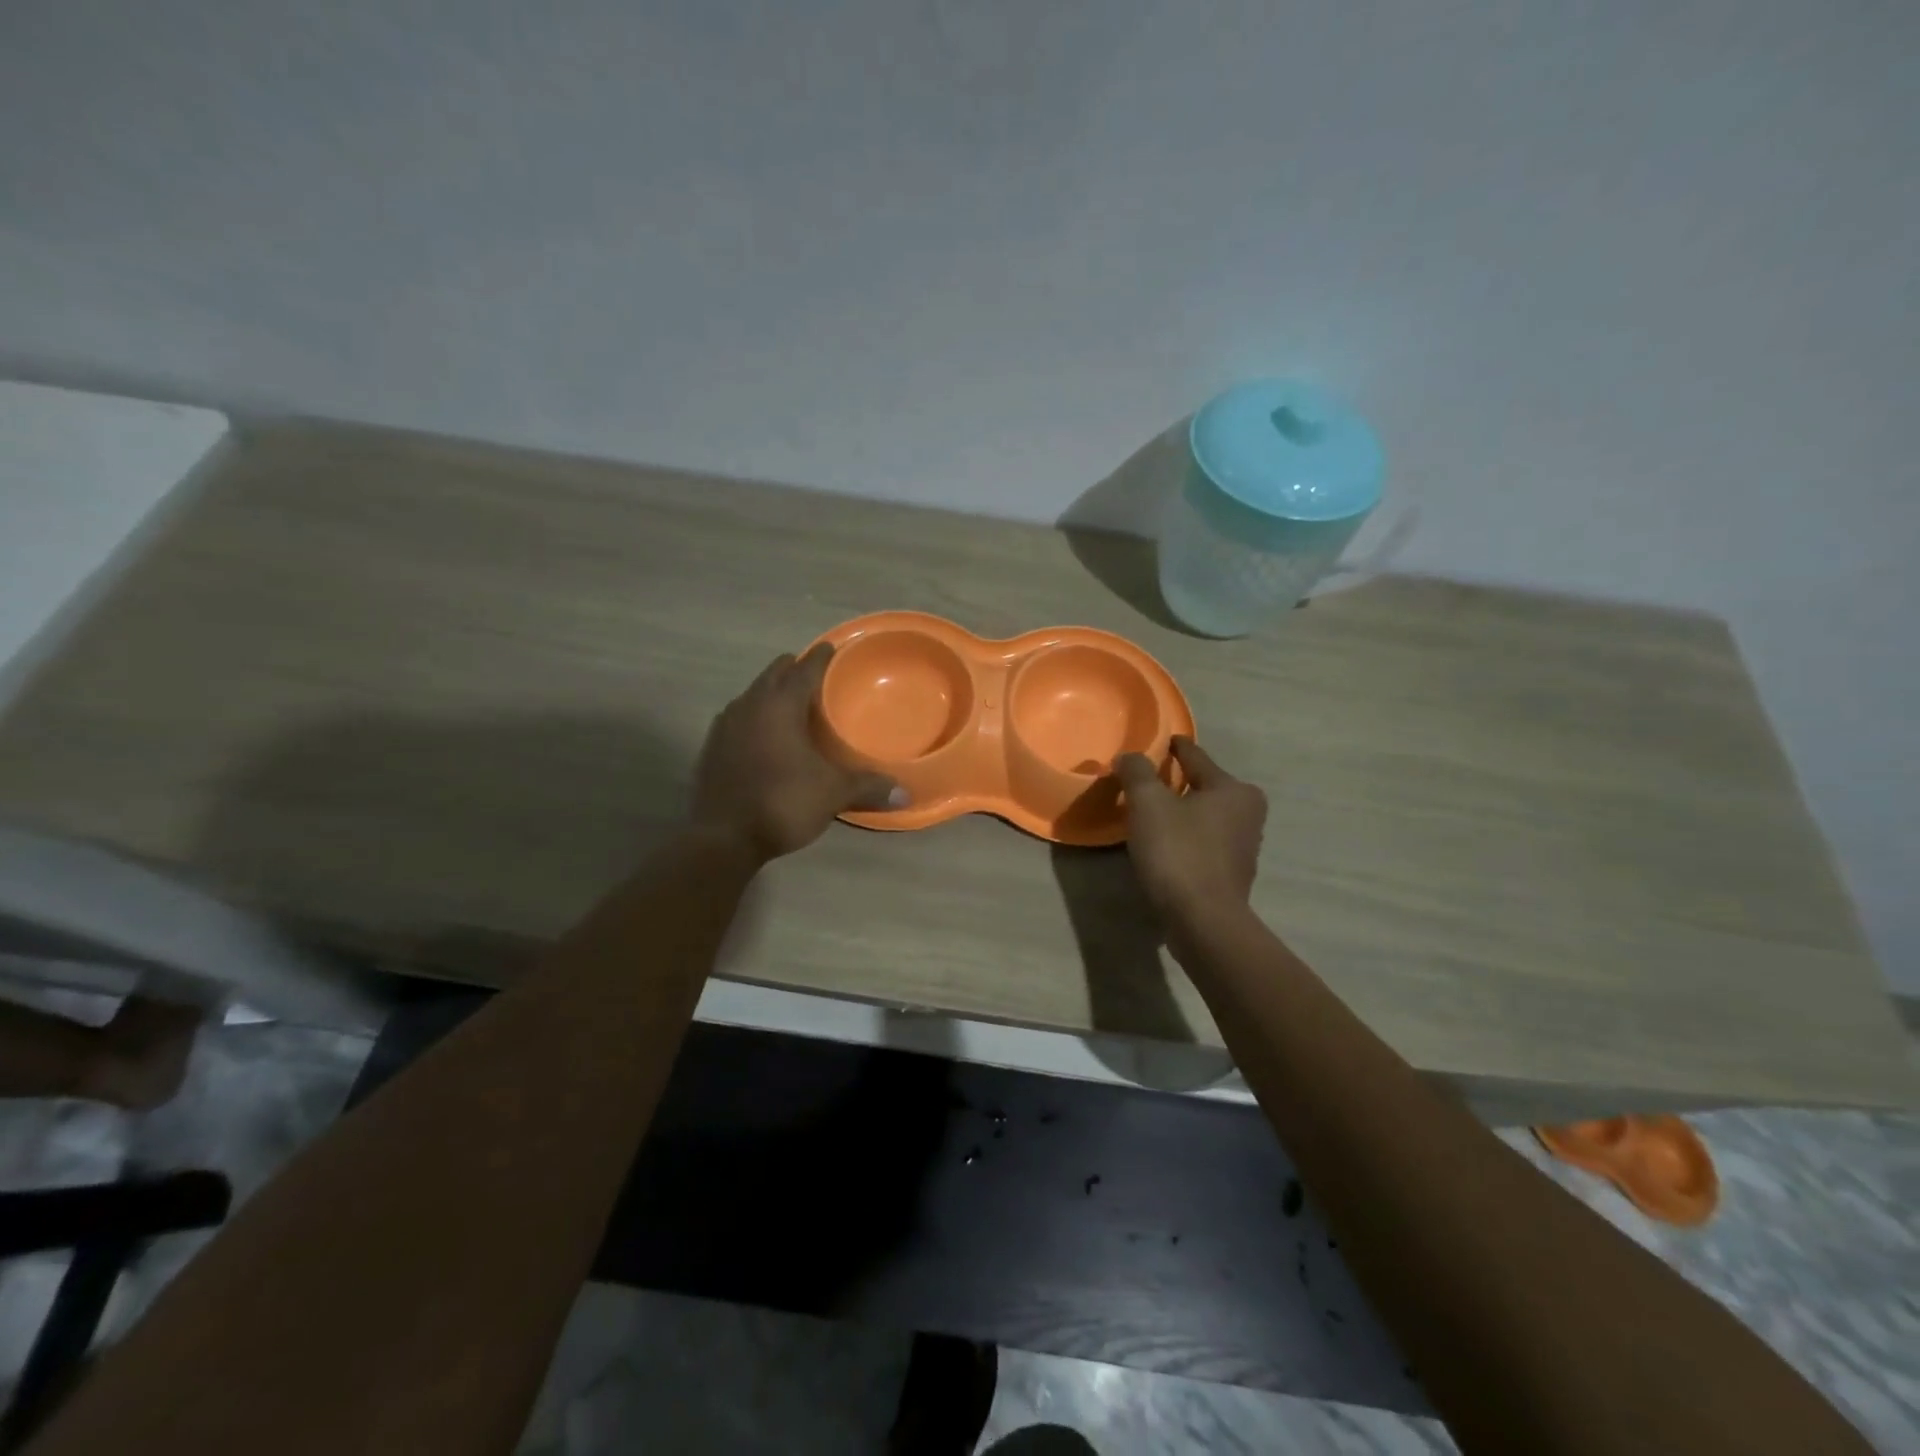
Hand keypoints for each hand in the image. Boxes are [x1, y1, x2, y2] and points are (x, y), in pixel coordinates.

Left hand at [693, 643, 904, 861]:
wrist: (722, 838)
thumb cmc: (782, 802)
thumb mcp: (833, 794)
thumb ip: (868, 786)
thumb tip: (905, 793)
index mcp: (780, 705)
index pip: (804, 668)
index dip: (821, 657)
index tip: (833, 648)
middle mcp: (749, 705)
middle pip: (775, 674)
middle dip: (795, 669)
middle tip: (816, 677)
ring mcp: (725, 725)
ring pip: (753, 695)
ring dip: (772, 693)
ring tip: (793, 705)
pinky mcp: (712, 747)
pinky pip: (739, 718)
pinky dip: (755, 717)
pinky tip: (766, 737)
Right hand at [1115, 737, 1267, 925]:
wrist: (1202, 921)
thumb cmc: (1178, 852)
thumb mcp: (1148, 803)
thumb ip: (1137, 772)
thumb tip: (1129, 757)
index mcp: (1235, 790)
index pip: (1197, 758)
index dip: (1176, 747)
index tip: (1164, 740)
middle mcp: (1248, 814)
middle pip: (1204, 787)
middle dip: (1179, 783)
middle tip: (1149, 780)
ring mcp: (1244, 848)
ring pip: (1205, 817)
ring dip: (1182, 813)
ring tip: (1152, 812)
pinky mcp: (1231, 876)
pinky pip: (1203, 844)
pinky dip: (1185, 839)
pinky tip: (1164, 845)